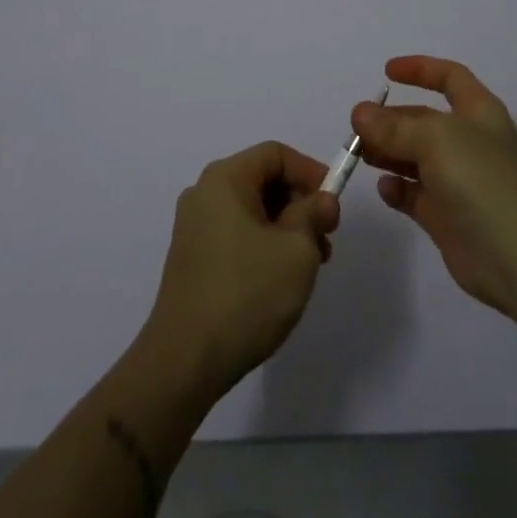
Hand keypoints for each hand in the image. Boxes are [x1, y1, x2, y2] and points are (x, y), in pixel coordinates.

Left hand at [142, 141, 340, 398]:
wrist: (184, 363)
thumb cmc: (246, 294)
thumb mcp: (296, 251)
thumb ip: (314, 215)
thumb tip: (322, 201)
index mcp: (225, 179)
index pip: (276, 154)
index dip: (310, 172)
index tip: (333, 205)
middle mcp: (204, 193)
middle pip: (263, 180)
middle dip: (300, 204)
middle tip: (325, 240)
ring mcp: (194, 228)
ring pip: (252, 211)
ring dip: (286, 229)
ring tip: (308, 267)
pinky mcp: (192, 259)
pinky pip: (237, 235)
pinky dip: (264, 246)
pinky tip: (280, 281)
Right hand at [351, 56, 516, 319]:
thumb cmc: (483, 180)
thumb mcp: (436, 139)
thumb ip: (395, 126)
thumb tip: (360, 112)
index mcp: (479, 112)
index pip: (449, 78)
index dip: (420, 69)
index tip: (387, 72)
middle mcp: (470, 142)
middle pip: (425, 120)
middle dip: (392, 119)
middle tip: (357, 127)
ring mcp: (460, 182)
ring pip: (416, 158)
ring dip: (388, 152)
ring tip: (359, 153)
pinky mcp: (449, 218)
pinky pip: (416, 195)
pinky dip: (398, 190)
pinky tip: (384, 188)